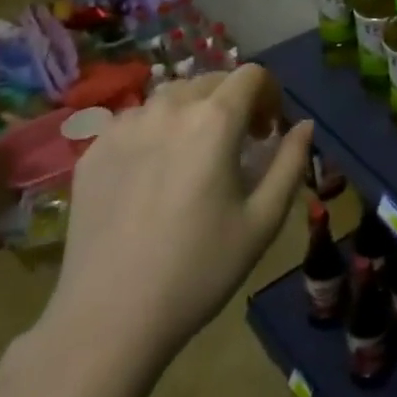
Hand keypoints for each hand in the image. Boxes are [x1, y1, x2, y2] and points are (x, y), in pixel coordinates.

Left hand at [41, 65, 311, 381]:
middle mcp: (167, 109)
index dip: (270, 95)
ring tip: (194, 157)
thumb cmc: (199, 270)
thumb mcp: (263, 220)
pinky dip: (155, 131)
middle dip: (233, 102)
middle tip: (238, 145)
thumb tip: (304, 125)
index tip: (269, 132)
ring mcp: (123, 128)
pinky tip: (153, 175)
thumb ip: (291, 162)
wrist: (108, 320)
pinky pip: (134, 122)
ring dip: (193, 113)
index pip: (251, 75)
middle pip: (210, 80)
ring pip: (170, 97)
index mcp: (214, 121)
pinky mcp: (93, 151)